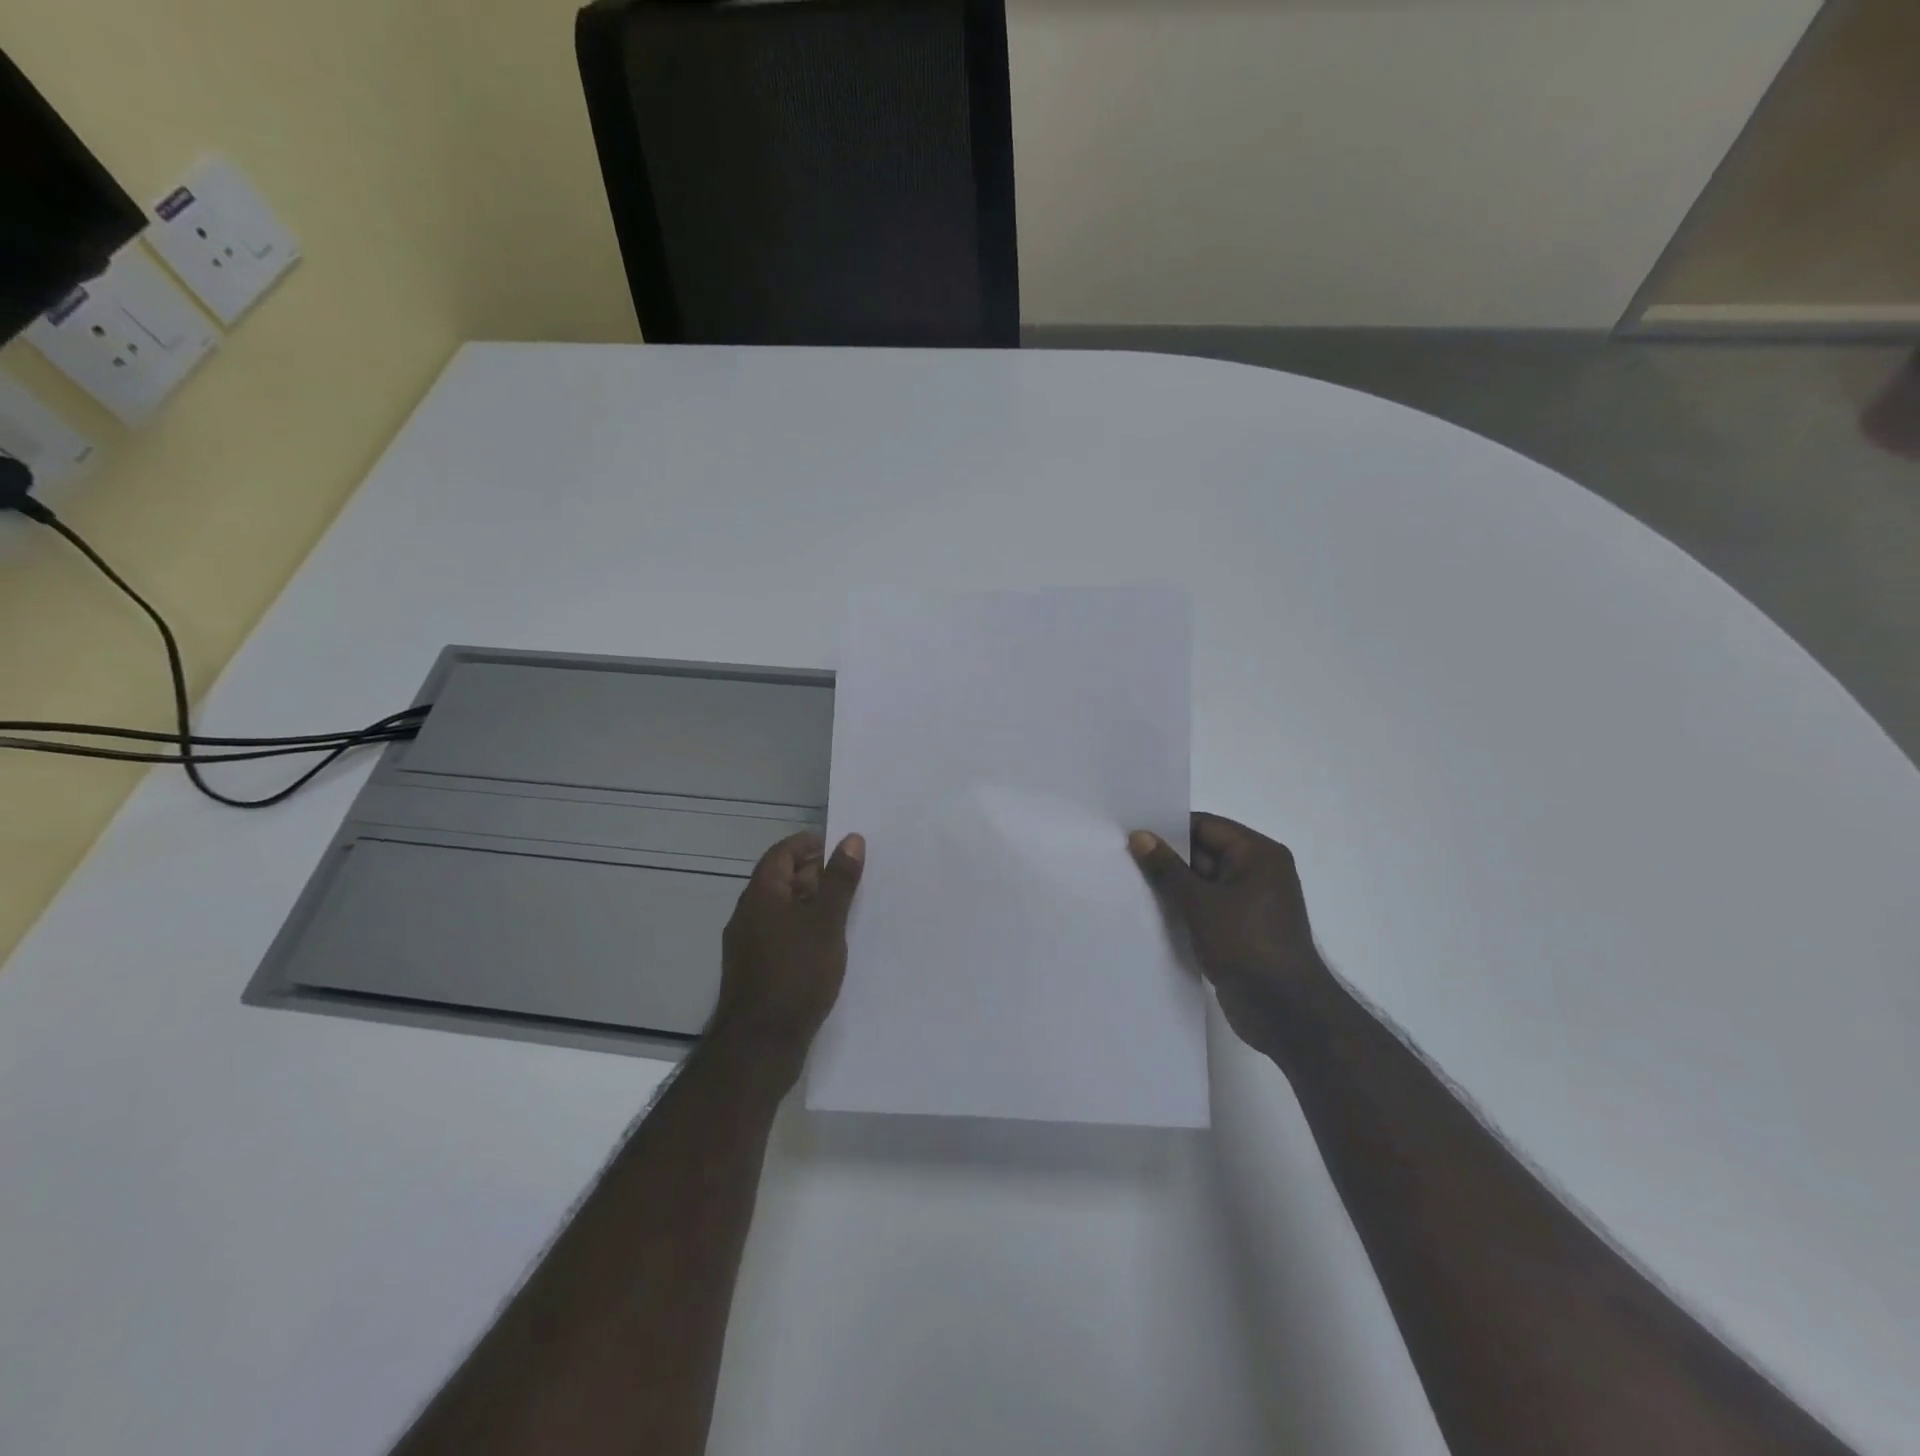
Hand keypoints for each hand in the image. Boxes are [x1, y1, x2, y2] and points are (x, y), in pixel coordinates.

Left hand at [712, 832, 865, 1077]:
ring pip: (781, 910)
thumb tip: (851, 839)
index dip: (809, 844)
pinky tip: (828, 945)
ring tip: (846, 910)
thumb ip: (840, 880)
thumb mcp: (827, 922)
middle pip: (780, 880)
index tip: (840, 847)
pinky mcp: (755, 971)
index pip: (781, 852)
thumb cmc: (796, 973)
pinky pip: (781, 936)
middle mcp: (748, 914)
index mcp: (760, 895)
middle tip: (850, 878)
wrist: (761, 1044)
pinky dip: (804, 929)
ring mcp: (748, 945)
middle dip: (814, 873)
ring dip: (811, 903)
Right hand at [1129, 813, 1330, 1049]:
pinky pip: (1206, 908)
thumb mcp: (1200, 903)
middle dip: (1167, 859)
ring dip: (1173, 887)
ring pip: (1202, 883)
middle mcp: (1258, 872)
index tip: (1131, 834)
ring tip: (1130, 885)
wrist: (1285, 1012)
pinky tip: (1151, 913)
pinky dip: (1184, 909)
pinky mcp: (1241, 930)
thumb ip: (1167, 868)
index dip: (1168, 829)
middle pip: (1204, 853)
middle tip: (1123, 859)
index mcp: (1258, 854)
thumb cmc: (1246, 945)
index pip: (1206, 826)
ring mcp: (1250, 903)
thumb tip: (1140, 836)